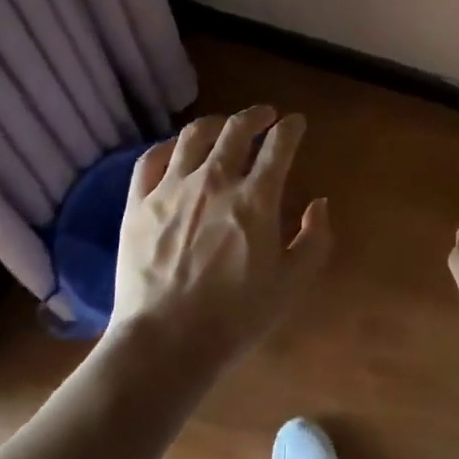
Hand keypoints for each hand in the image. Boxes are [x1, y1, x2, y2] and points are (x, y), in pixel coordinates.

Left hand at [109, 106, 330, 370]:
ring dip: (216, 123)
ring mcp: (172, 187)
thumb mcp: (292, 284)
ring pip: (194, 134)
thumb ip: (315, 239)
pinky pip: (151, 159)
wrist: (165, 343)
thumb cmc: (235, 317)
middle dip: (256, 115)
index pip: (280, 144)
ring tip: (223, 126)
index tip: (296, 123)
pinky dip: (168, 146)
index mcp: (256, 198)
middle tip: (265, 116)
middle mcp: (215, 180)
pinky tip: (176, 149)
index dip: (291, 127)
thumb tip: (320, 203)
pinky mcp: (138, 203)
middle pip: (237, 128)